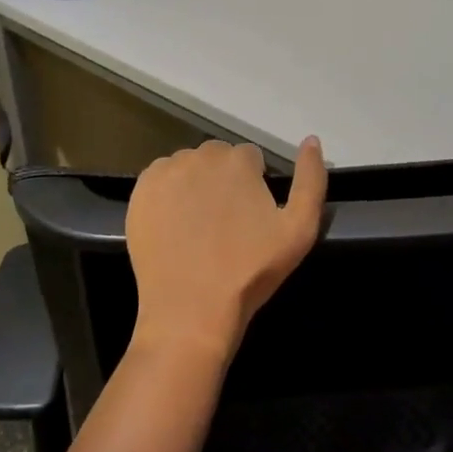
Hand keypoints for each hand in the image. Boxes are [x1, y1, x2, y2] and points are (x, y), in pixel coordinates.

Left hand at [125, 137, 326, 364]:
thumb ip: (312, 180)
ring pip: (188, 167)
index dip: (254, 185)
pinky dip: (168, 194)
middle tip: (226, 223)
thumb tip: (312, 140)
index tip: (251, 216)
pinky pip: (159, 179)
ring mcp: (166, 173)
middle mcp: (200, 156)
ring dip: (196, 184)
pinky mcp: (140, 192)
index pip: (251, 158)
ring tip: (199, 226)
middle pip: (217, 158)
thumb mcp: (300, 230)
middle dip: (224, 180)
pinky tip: (174, 225)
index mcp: (239, 161)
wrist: (191, 310)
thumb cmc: (250, 271)